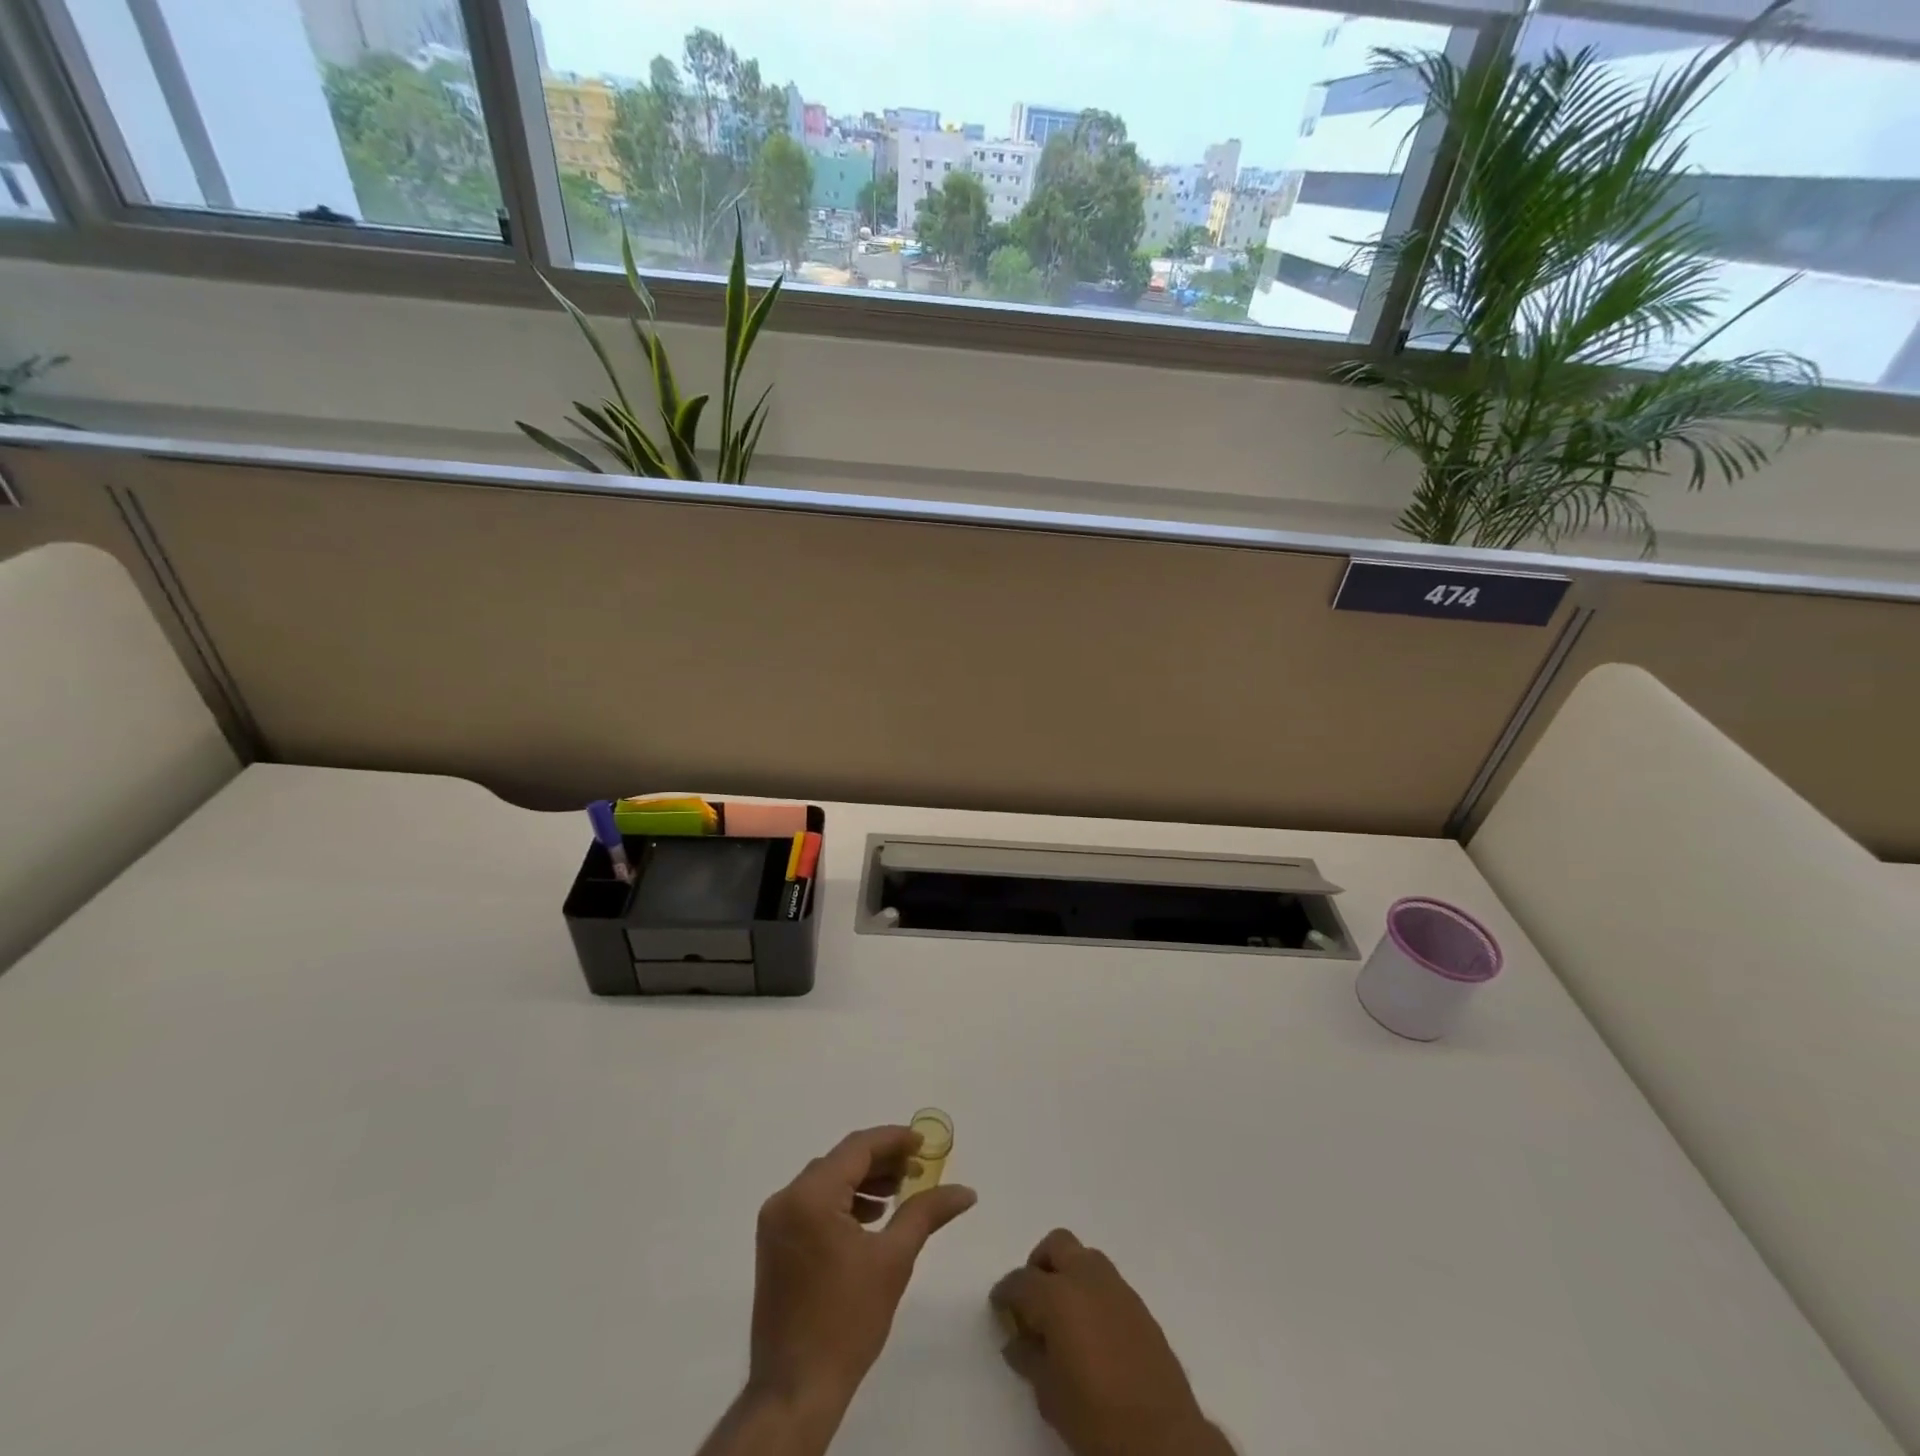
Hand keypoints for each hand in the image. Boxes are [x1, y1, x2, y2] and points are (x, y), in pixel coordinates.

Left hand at [749, 1124, 977, 1414]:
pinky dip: (842, 1202)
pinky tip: (870, 1219)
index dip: (893, 1140)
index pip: (857, 1148)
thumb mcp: (894, 1260)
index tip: (924, 1143)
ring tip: (899, 1194)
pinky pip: (812, 1204)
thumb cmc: (847, 1321)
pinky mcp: (774, 1243)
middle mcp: (786, 1199)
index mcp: (810, 1196)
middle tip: (917, 1170)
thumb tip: (966, 1191)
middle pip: (840, 1162)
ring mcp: (775, 1222)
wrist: (796, 1390)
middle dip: (881, 1161)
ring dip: (862, 1181)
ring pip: (826, 1181)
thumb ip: (927, 1212)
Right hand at [991, 1229, 1231, 1455]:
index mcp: (1057, 1295)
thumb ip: (1029, 1357)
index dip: (1005, 1293)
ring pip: (1085, 1257)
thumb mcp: (1049, 1393)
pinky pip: (1107, 1281)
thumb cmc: (1095, 1416)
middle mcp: (1086, 1278)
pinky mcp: (1139, 1304)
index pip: (1020, 1281)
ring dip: (1069, 1273)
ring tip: (1063, 1313)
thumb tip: (1017, 1340)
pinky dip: (1092, 1290)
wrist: (1161, 1437)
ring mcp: (1117, 1287)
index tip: (999, 1308)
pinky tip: (1091, 1327)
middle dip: (1039, 1265)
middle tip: (1032, 1300)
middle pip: (1056, 1246)